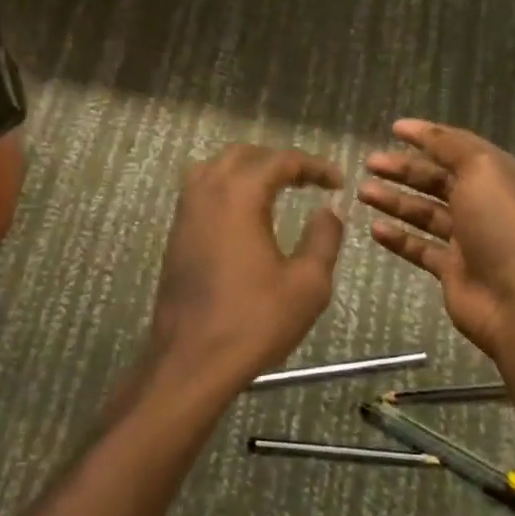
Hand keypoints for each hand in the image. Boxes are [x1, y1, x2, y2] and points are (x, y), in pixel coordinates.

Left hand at [144, 145, 345, 400]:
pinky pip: (201, 191)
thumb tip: (329, 210)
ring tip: (276, 189)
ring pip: (215, 168)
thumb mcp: (307, 283)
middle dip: (279, 161)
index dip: (314, 166)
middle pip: (243, 155)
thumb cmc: (254, 321)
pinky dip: (226, 188)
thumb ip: (323, 238)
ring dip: (248, 170)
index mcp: (240, 195)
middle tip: (308, 181)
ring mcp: (185, 213)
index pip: (280, 161)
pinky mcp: (176, 235)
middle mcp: (207, 192)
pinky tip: (245, 214)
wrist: (191, 361)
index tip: (338, 182)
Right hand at [361, 119, 514, 359]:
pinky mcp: (454, 270)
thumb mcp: (481, 168)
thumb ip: (449, 146)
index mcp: (500, 176)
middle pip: (438, 180)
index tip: (394, 129)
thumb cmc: (502, 223)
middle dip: (404, 169)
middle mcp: (486, 204)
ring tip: (363, 192)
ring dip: (395, 200)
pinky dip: (399, 237)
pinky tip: (375, 229)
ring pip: (426, 213)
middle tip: (369, 163)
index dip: (427, 136)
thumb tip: (423, 129)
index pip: (458, 148)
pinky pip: (421, 248)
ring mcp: (470, 239)